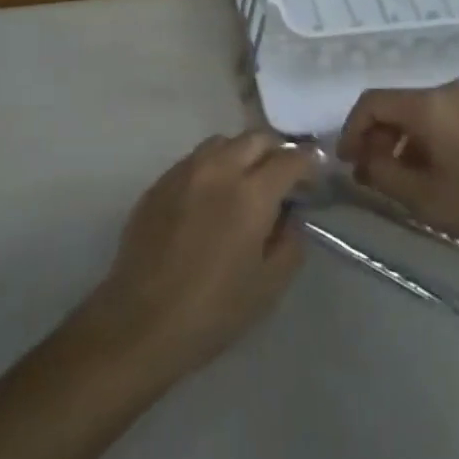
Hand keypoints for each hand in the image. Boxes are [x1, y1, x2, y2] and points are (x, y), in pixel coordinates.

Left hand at [79, 132, 316, 383]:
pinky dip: (213, 165)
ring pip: (222, 142)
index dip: (308, 161)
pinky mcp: (161, 180)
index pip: (289, 159)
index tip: (316, 170)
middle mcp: (218, 169)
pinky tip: (212, 195)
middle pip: (255, 138)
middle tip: (283, 175)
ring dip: (242, 152)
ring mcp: (185, 170)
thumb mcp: (268, 286)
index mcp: (251, 193)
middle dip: (275, 150)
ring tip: (247, 180)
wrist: (142, 319)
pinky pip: (195, 159)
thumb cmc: (213, 310)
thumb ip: (290, 243)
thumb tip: (292, 216)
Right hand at [336, 79, 458, 265]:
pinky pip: (455, 118)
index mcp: (429, 104)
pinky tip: (448, 172)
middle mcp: (451, 90)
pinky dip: (438, 138)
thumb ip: (382, 174)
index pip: (372, 102)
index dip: (352, 129)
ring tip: (410, 177)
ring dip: (409, 140)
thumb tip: (363, 159)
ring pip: (428, 113)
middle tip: (375, 172)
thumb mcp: (424, 200)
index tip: (347, 160)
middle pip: (401, 105)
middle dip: (381, 137)